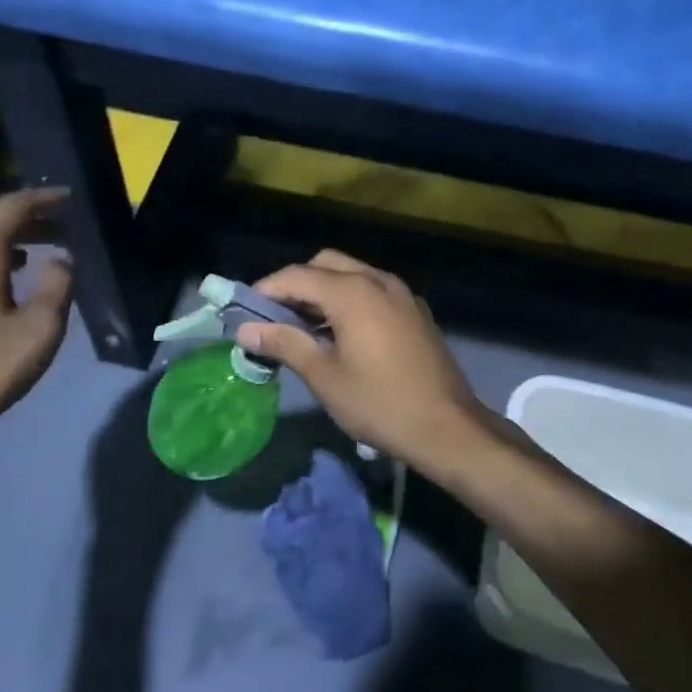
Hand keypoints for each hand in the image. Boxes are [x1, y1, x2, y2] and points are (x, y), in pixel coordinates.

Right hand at [235, 250, 491, 474]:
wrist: (447, 427)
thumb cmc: (379, 403)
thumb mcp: (324, 376)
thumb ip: (285, 343)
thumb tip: (246, 329)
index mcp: (353, 292)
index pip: (296, 275)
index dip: (265, 290)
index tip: (244, 313)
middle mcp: (378, 280)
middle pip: (325, 264)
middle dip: (296, 284)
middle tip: (275, 317)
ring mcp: (402, 293)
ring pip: (352, 274)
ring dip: (323, 290)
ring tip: (303, 327)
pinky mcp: (415, 310)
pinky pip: (373, 290)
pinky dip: (350, 299)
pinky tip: (342, 333)